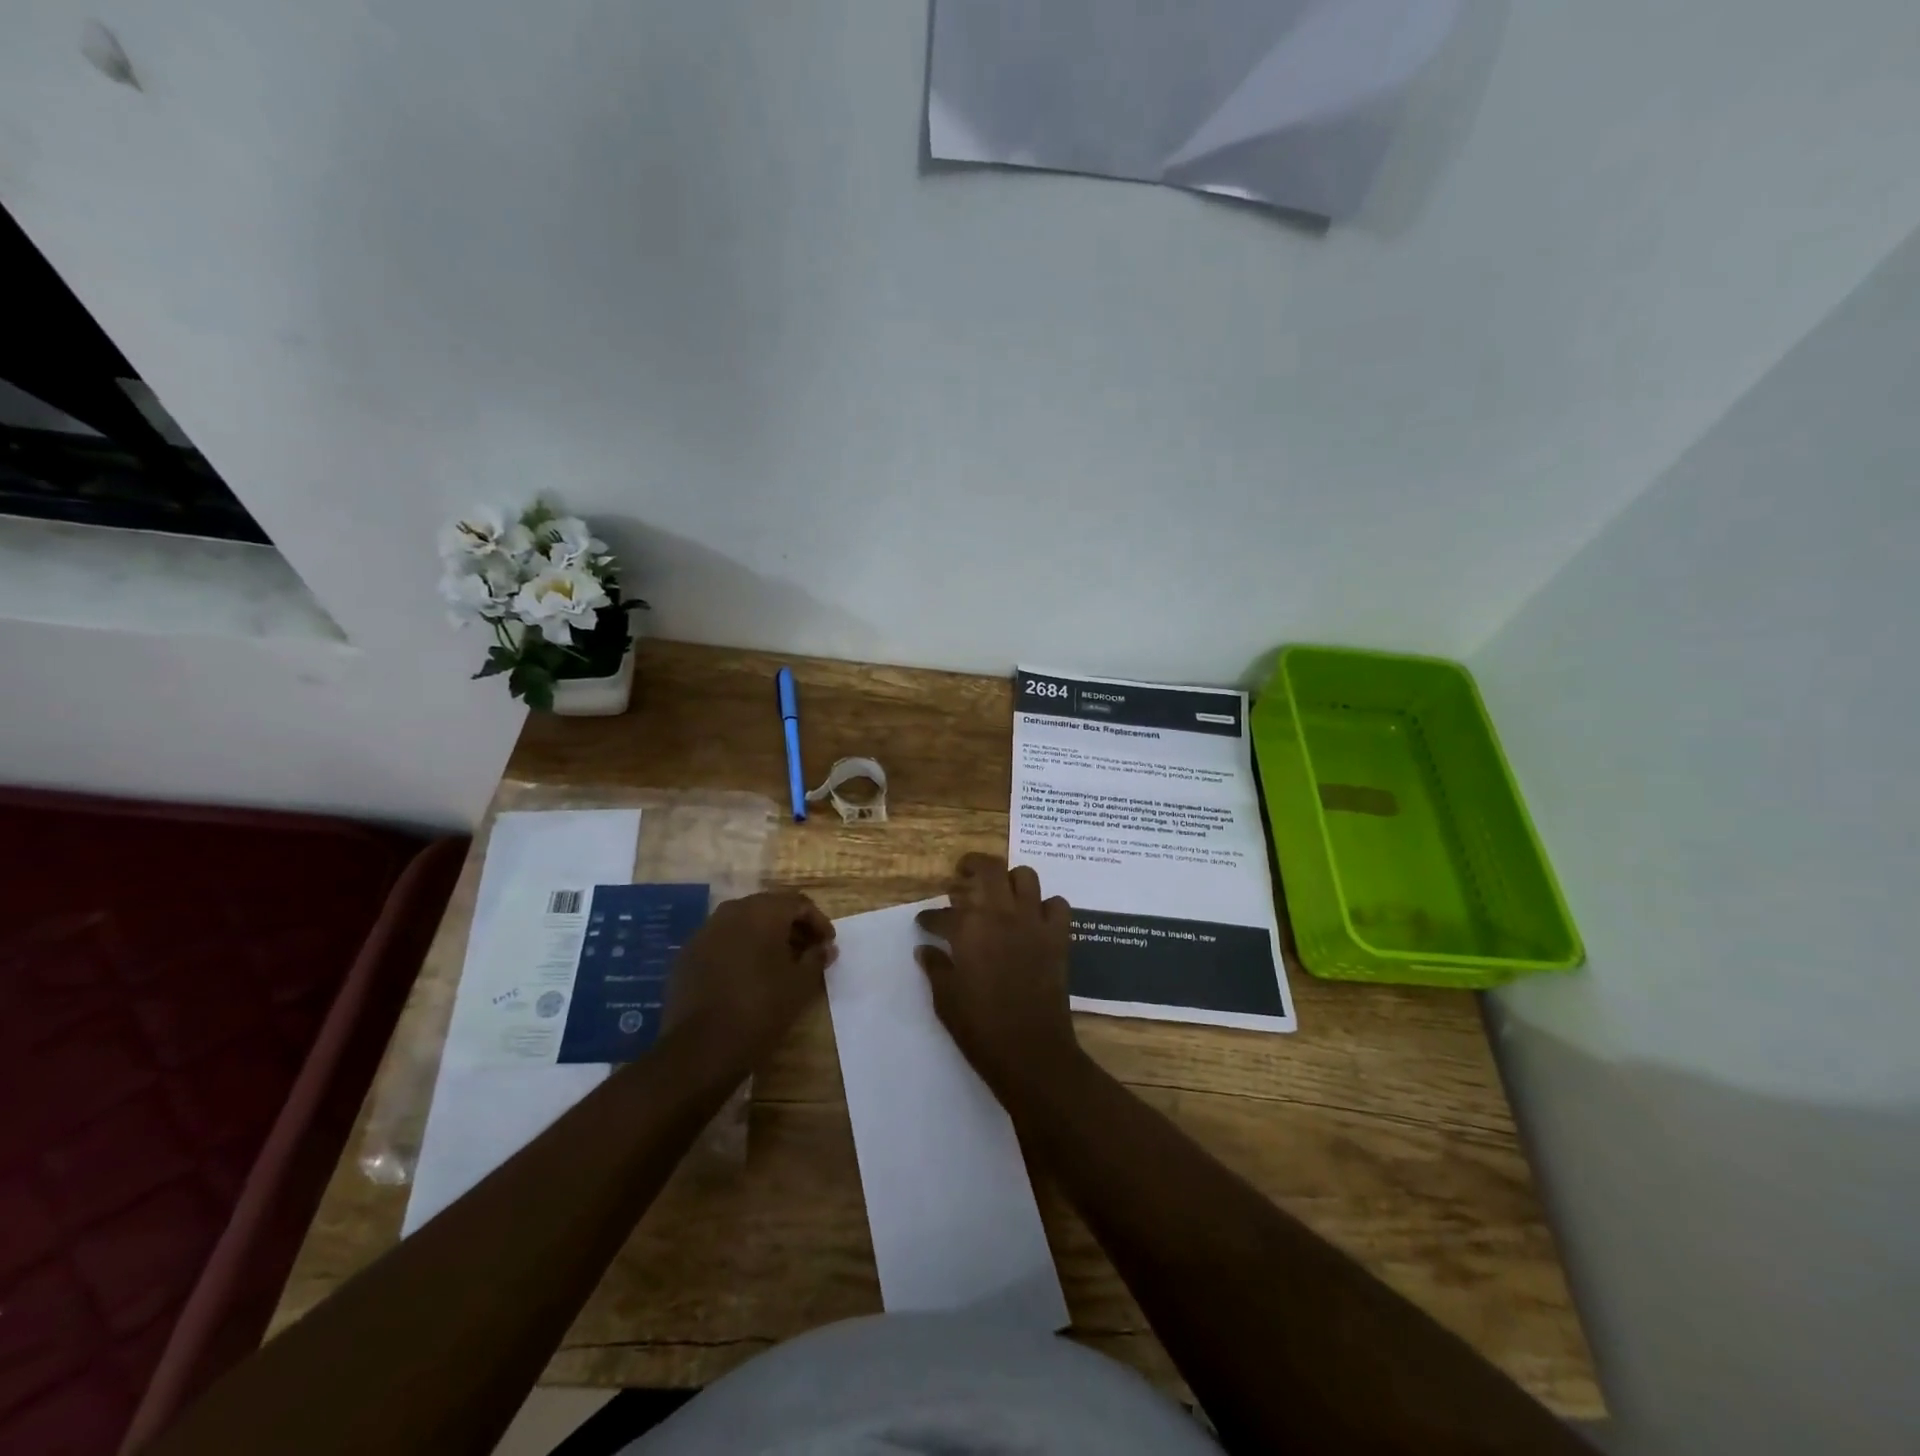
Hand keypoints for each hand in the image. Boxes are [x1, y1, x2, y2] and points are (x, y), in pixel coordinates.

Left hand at [667, 891, 835, 1074]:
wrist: (700, 1046)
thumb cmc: (760, 1008)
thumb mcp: (800, 984)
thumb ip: (816, 958)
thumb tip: (826, 947)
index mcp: (763, 911)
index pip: (799, 903)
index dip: (818, 922)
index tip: (828, 944)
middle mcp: (732, 911)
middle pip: (770, 908)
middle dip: (792, 926)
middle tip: (808, 951)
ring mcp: (705, 931)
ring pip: (744, 923)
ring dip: (766, 936)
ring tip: (780, 963)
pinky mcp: (688, 954)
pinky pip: (722, 940)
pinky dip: (740, 949)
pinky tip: (748, 974)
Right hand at [915, 854, 1080, 1099]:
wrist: (1031, 1051)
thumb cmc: (981, 1028)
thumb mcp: (946, 1000)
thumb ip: (935, 968)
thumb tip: (925, 950)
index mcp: (969, 929)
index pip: (942, 914)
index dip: (929, 918)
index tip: (924, 923)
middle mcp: (1002, 915)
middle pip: (989, 869)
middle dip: (972, 866)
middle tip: (962, 874)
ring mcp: (1033, 922)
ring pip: (1025, 877)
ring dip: (1010, 880)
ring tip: (1000, 892)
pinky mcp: (1058, 937)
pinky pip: (1057, 905)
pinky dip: (1046, 906)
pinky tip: (1035, 918)